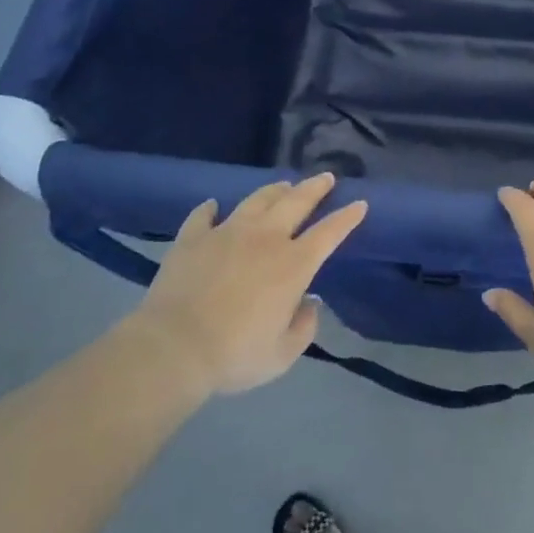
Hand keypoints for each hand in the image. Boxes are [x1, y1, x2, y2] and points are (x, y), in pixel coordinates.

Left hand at [133, 175, 366, 396]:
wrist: (174, 347)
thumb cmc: (235, 355)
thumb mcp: (282, 354)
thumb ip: (304, 327)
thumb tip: (309, 301)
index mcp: (293, 265)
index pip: (329, 233)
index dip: (347, 218)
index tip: (360, 204)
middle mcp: (264, 238)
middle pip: (296, 202)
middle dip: (315, 188)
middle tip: (326, 177)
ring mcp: (226, 232)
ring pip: (256, 200)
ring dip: (274, 190)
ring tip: (283, 185)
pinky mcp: (193, 238)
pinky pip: (204, 215)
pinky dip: (211, 209)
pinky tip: (213, 206)